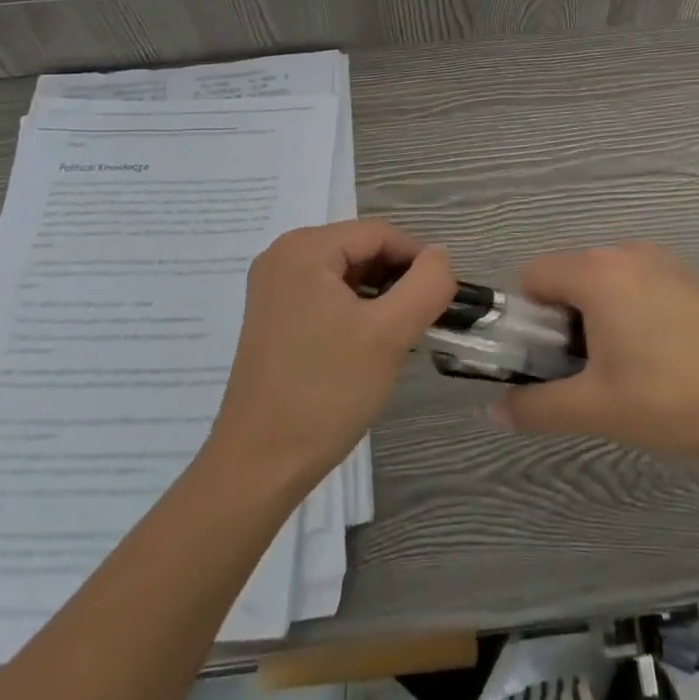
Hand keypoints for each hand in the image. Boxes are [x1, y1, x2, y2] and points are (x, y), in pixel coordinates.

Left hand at [208, 219, 454, 490]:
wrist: (257, 466)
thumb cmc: (325, 392)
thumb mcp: (389, 334)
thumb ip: (427, 285)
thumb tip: (440, 256)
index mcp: (305, 247)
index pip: (379, 233)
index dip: (418, 260)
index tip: (441, 300)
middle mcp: (283, 254)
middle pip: (360, 249)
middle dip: (396, 280)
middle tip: (420, 322)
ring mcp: (272, 285)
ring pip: (345, 273)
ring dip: (377, 297)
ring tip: (396, 337)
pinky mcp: (271, 315)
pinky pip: (324, 293)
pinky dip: (353, 310)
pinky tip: (365, 345)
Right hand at [492, 243, 698, 465]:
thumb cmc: (670, 398)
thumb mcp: (596, 408)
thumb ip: (536, 407)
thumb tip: (493, 412)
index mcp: (596, 272)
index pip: (532, 276)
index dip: (529, 319)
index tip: (549, 360)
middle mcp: (623, 251)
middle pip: (568, 276)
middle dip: (563, 320)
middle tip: (587, 372)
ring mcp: (659, 259)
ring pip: (602, 280)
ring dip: (596, 316)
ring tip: (625, 368)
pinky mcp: (685, 275)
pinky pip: (634, 282)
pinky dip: (628, 309)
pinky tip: (659, 355)